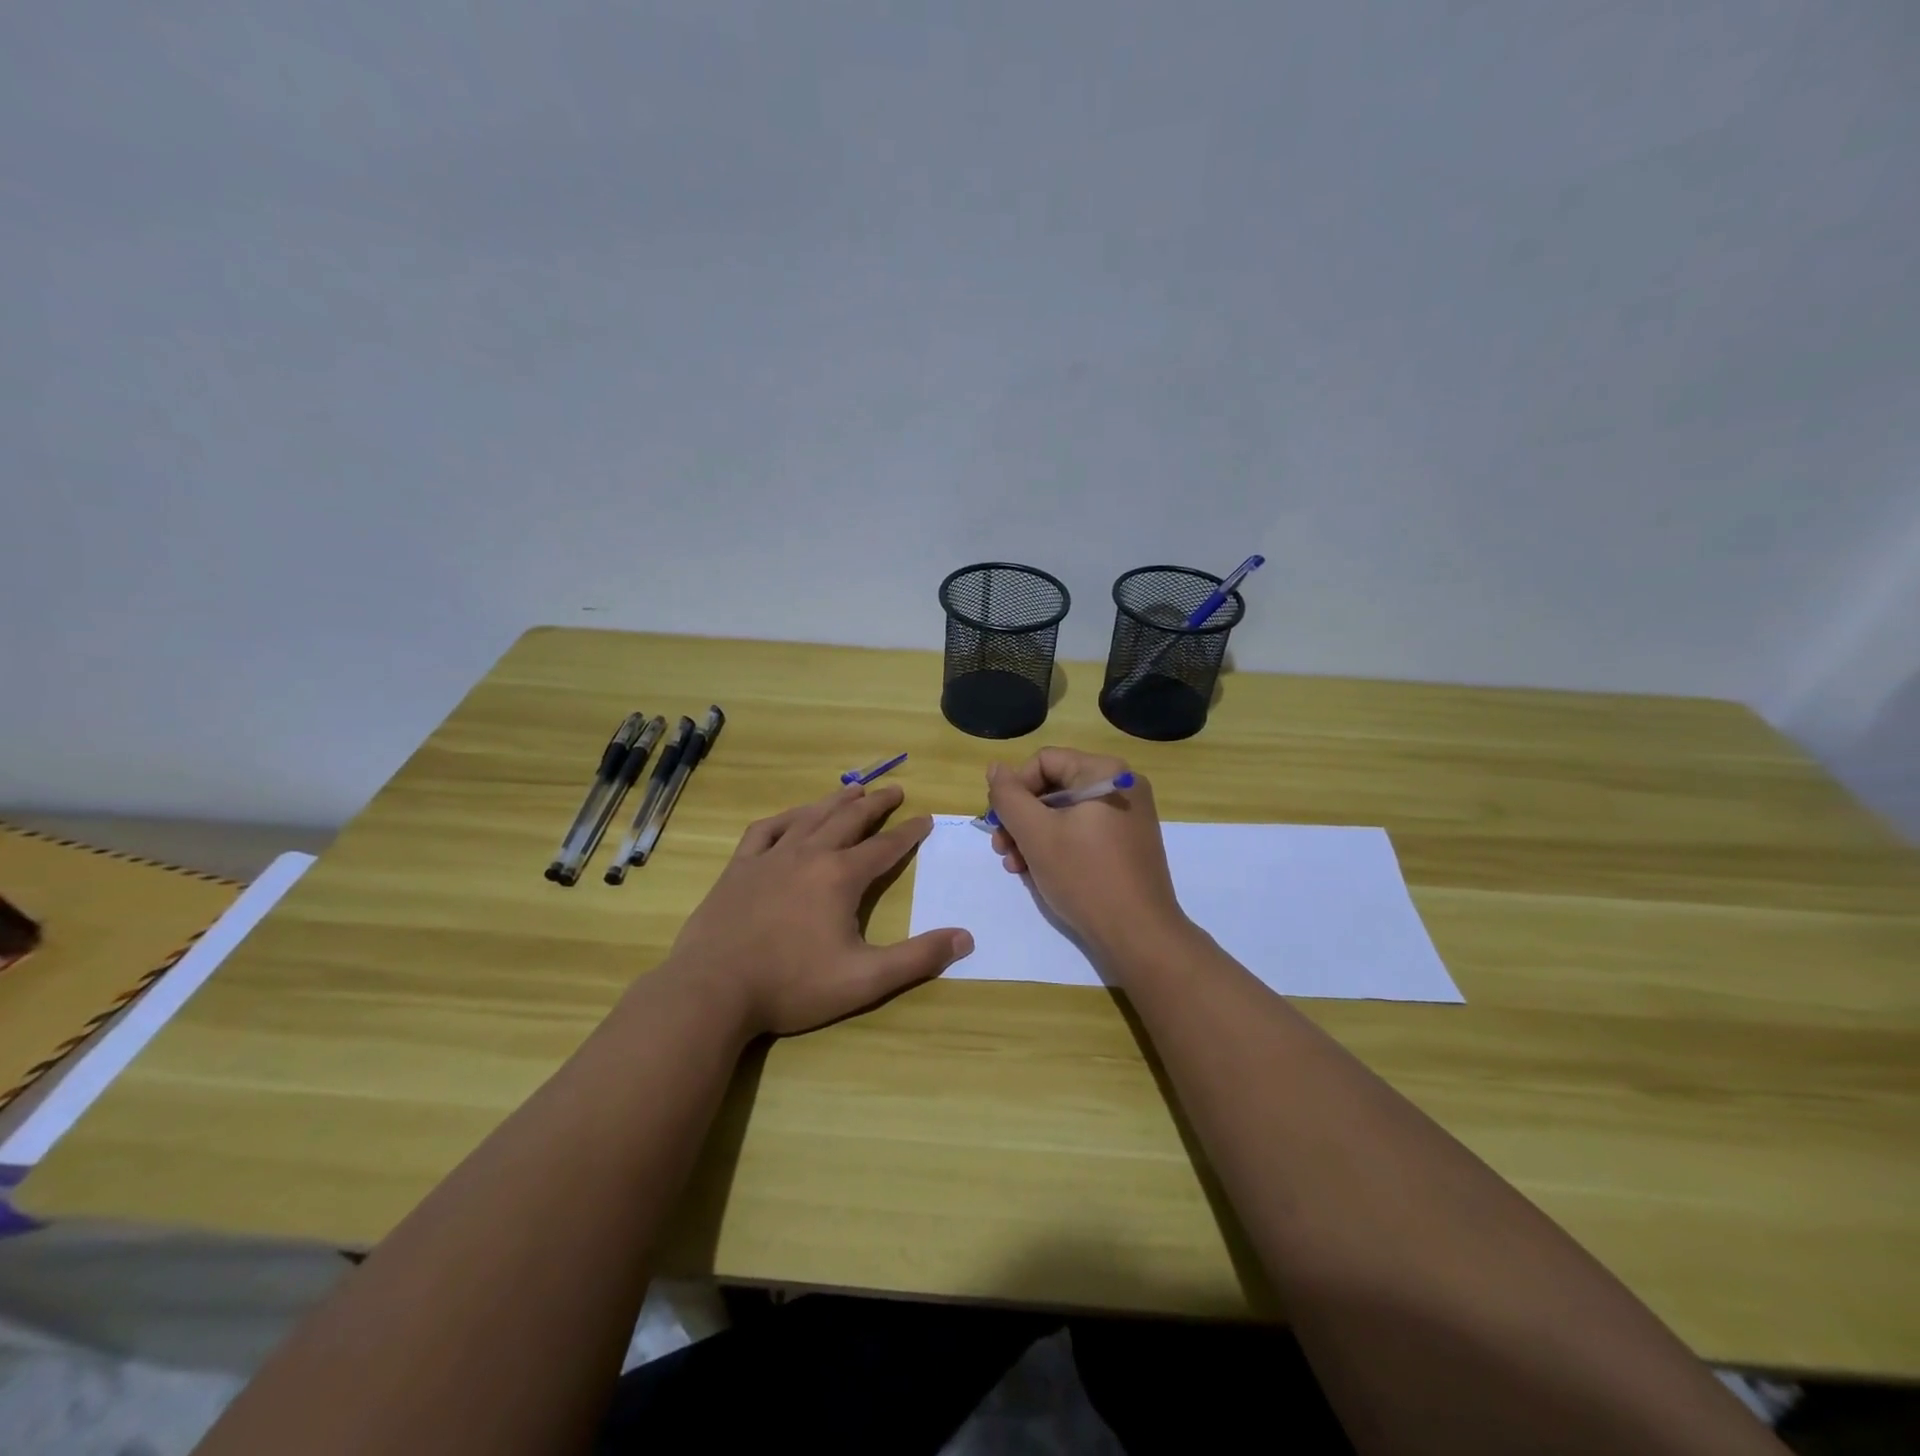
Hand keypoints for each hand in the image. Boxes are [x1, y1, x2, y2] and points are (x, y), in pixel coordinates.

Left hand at [663, 783, 972, 1037]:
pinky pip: (766, 830)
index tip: (926, 818)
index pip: (885, 847)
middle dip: (876, 804)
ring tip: (853, 789)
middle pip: (850, 820)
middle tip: (895, 790)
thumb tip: (965, 938)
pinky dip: (786, 817)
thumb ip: (917, 958)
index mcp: (841, 877)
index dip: (909, 832)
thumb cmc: (792, 985)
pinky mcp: (739, 867)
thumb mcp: (864, 979)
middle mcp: (809, 855)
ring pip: (811, 817)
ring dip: (836, 801)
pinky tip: (792, 816)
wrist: (712, 990)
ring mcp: (770, 857)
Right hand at [985, 747, 1189, 962]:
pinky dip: (1057, 847)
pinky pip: (1082, 832)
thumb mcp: (1036, 834)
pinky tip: (1039, 873)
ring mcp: (1128, 816)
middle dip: (1021, 818)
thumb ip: (1009, 797)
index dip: (1015, 789)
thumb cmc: (1085, 876)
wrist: (1139, 935)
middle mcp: (1121, 785)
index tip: (999, 824)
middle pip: (1053, 787)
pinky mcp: (1128, 844)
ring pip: (1065, 814)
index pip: (1043, 762)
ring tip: (1016, 867)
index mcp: (1104, 772)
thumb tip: (995, 769)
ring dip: (1033, 836)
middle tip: (1001, 849)